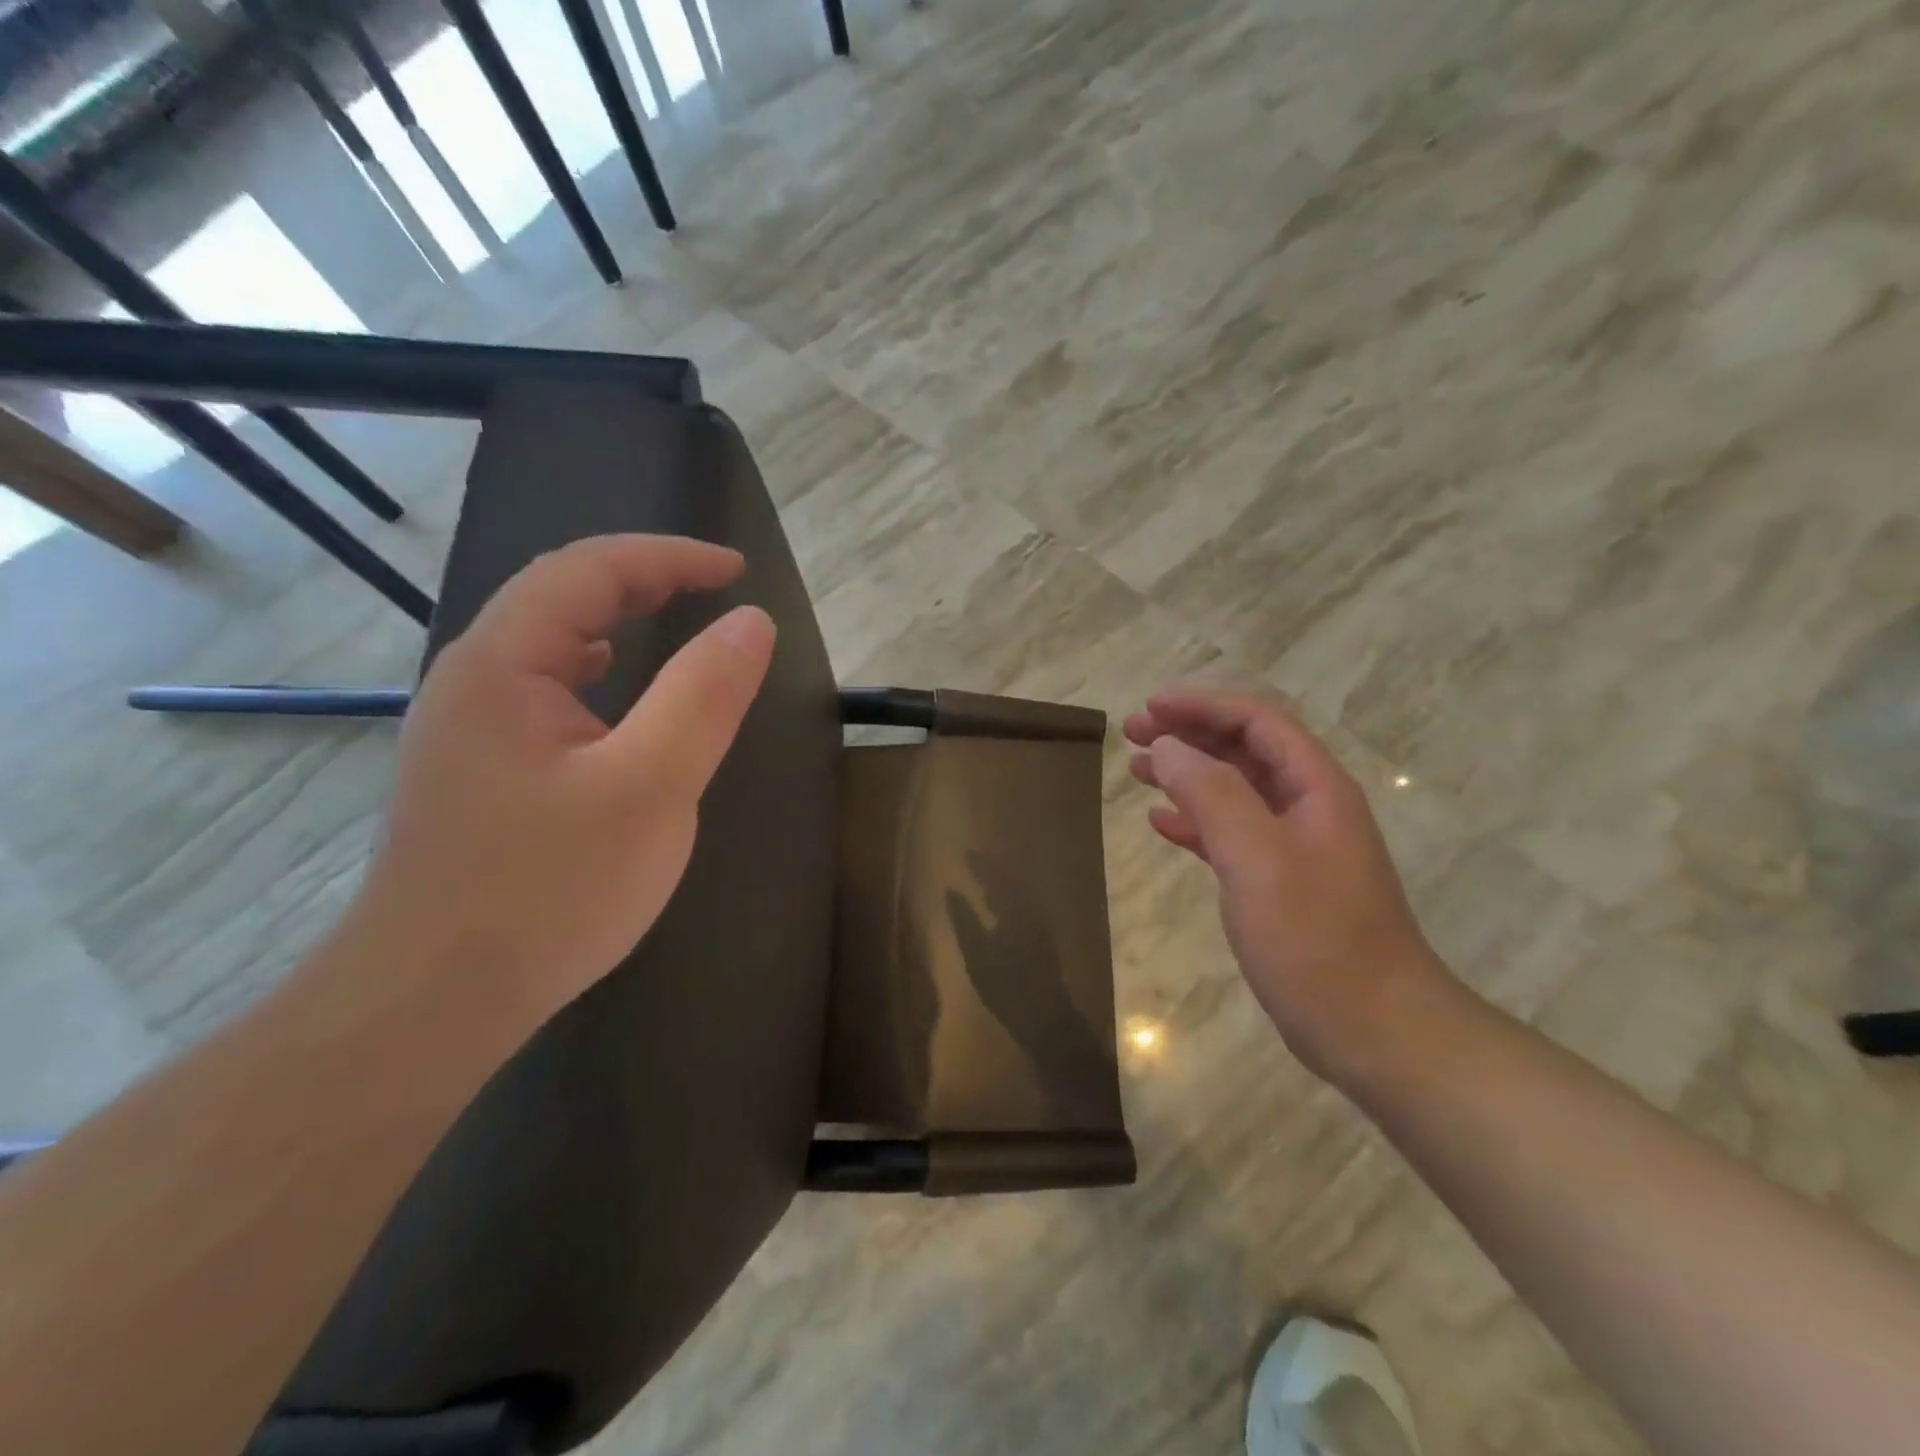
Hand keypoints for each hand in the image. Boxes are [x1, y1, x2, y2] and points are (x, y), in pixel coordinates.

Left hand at [345, 534, 774, 1039]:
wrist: (433, 1004)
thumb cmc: (546, 890)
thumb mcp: (649, 787)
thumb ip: (703, 697)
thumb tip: (750, 623)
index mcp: (503, 665)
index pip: (586, 570)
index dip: (667, 557)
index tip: (737, 571)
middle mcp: (474, 682)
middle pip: (559, 598)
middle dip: (643, 581)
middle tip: (715, 590)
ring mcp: (471, 731)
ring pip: (548, 645)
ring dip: (616, 621)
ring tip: (673, 622)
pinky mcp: (481, 774)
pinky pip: (545, 693)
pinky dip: (597, 672)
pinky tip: (617, 700)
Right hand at [1124, 688, 1449, 1082]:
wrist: (1376, 1031)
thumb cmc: (1317, 939)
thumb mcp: (1257, 857)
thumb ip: (1211, 794)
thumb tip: (1168, 747)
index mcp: (1315, 787)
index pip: (1257, 720)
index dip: (1202, 705)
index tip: (1149, 708)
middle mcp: (1308, 806)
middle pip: (1244, 749)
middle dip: (1189, 733)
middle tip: (1132, 734)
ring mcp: (1296, 847)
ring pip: (1235, 791)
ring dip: (1187, 774)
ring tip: (1138, 770)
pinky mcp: (1281, 884)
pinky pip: (1232, 834)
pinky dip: (1196, 821)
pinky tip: (1162, 823)